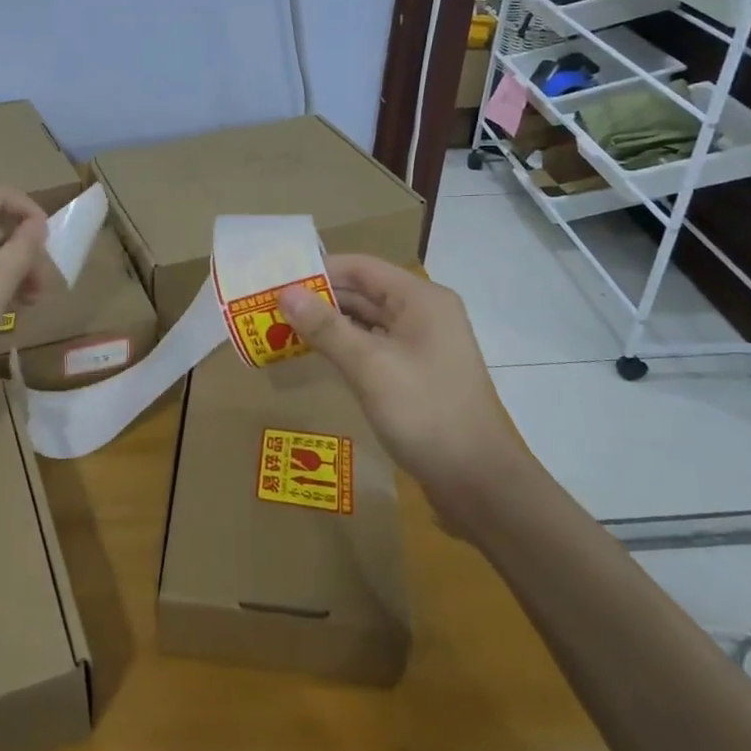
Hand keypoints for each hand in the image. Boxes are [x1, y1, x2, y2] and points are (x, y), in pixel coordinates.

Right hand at [278, 254, 530, 519]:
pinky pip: (374, 347)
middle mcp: (423, 314)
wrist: (480, 483)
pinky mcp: (417, 374)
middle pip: (363, 292)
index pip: (360, 267)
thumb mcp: (370, 367)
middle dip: (318, 299)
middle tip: (270, 309)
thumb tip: (285, 292)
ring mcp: (422, 345)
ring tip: (282, 330)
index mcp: (420, 299)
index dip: (317, 271)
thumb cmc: (426, 413)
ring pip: (367, 322)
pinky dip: (345, 347)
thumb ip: (326, 327)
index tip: (275, 282)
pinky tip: (317, 356)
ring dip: (329, 324)